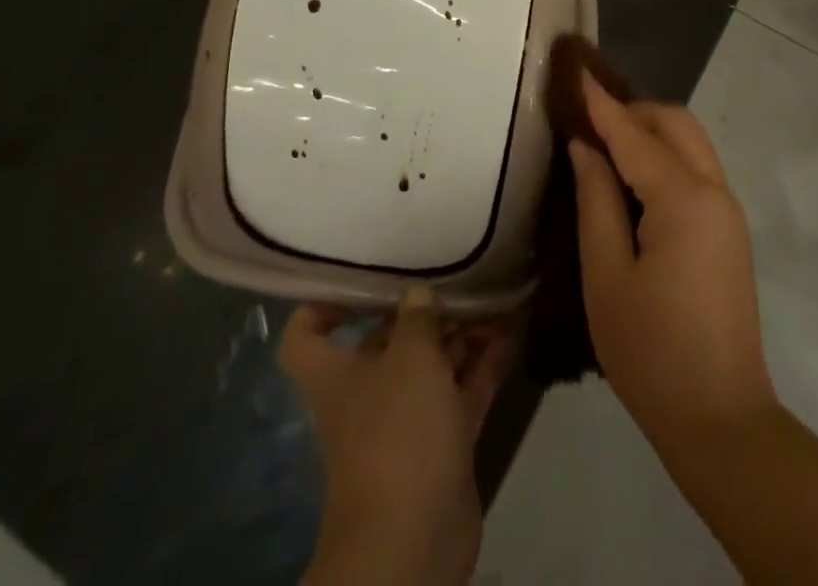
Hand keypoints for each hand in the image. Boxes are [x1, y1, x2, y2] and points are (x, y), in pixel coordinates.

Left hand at [280, 286, 513, 585]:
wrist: (415, 540)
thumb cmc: (397, 432)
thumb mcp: (410, 357)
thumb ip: (417, 318)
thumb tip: (418, 293)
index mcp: (337, 374)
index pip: (307, 334)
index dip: (324, 304)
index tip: (360, 280)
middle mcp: (367, 394)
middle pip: (385, 343)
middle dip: (420, 313)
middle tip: (455, 277)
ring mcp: (406, 422)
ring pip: (432, 366)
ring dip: (460, 336)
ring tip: (493, 298)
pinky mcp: (442, 445)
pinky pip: (462, 393)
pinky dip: (483, 366)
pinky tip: (511, 335)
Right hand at [570, 79, 777, 451]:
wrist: (721, 420)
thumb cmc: (651, 351)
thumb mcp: (606, 275)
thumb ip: (595, 200)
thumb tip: (586, 147)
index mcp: (683, 199)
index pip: (634, 133)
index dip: (601, 103)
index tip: (576, 72)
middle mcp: (714, 191)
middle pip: (675, 123)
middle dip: (632, 111)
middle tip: (588, 120)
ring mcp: (728, 211)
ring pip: (690, 143)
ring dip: (651, 131)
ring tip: (605, 144)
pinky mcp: (730, 231)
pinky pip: (696, 170)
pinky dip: (665, 157)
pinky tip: (633, 178)